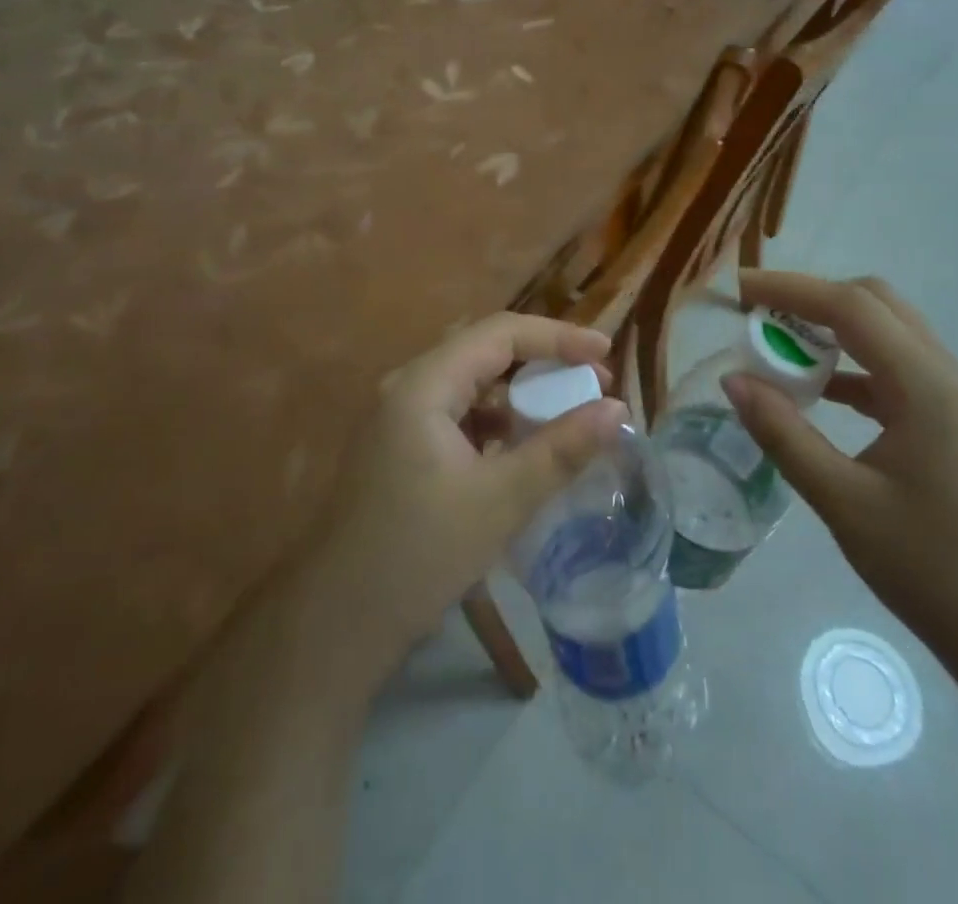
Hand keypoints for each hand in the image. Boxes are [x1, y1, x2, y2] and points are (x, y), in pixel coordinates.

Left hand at [303, 313, 626, 690]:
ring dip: (520, 392)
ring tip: (566, 414)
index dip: (557, 337)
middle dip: (542, 361)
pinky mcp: (402, 446)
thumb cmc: (419, 554)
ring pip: (472, 383)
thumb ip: (561, 449)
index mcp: (424, 385)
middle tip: (592, 383)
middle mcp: (408, 387)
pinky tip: (522, 448)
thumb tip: (618, 409)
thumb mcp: (501, 500)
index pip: (500, 333)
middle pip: (485, 350)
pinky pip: (459, 413)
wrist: (339, 623)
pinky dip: (497, 420)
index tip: (606, 355)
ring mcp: (401, 417)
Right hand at [725, 270, 957, 689]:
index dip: (790, 289)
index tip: (738, 290)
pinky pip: (896, 370)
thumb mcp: (843, 501)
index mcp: (928, 385)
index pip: (851, 307)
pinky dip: (853, 366)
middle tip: (759, 317)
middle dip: (813, 299)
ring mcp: (956, 398)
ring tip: (778, 348)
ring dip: (833, 330)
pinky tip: (819, 392)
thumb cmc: (930, 570)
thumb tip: (732, 381)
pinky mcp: (954, 423)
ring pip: (888, 333)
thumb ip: (783, 434)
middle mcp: (948, 375)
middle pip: (875, 304)